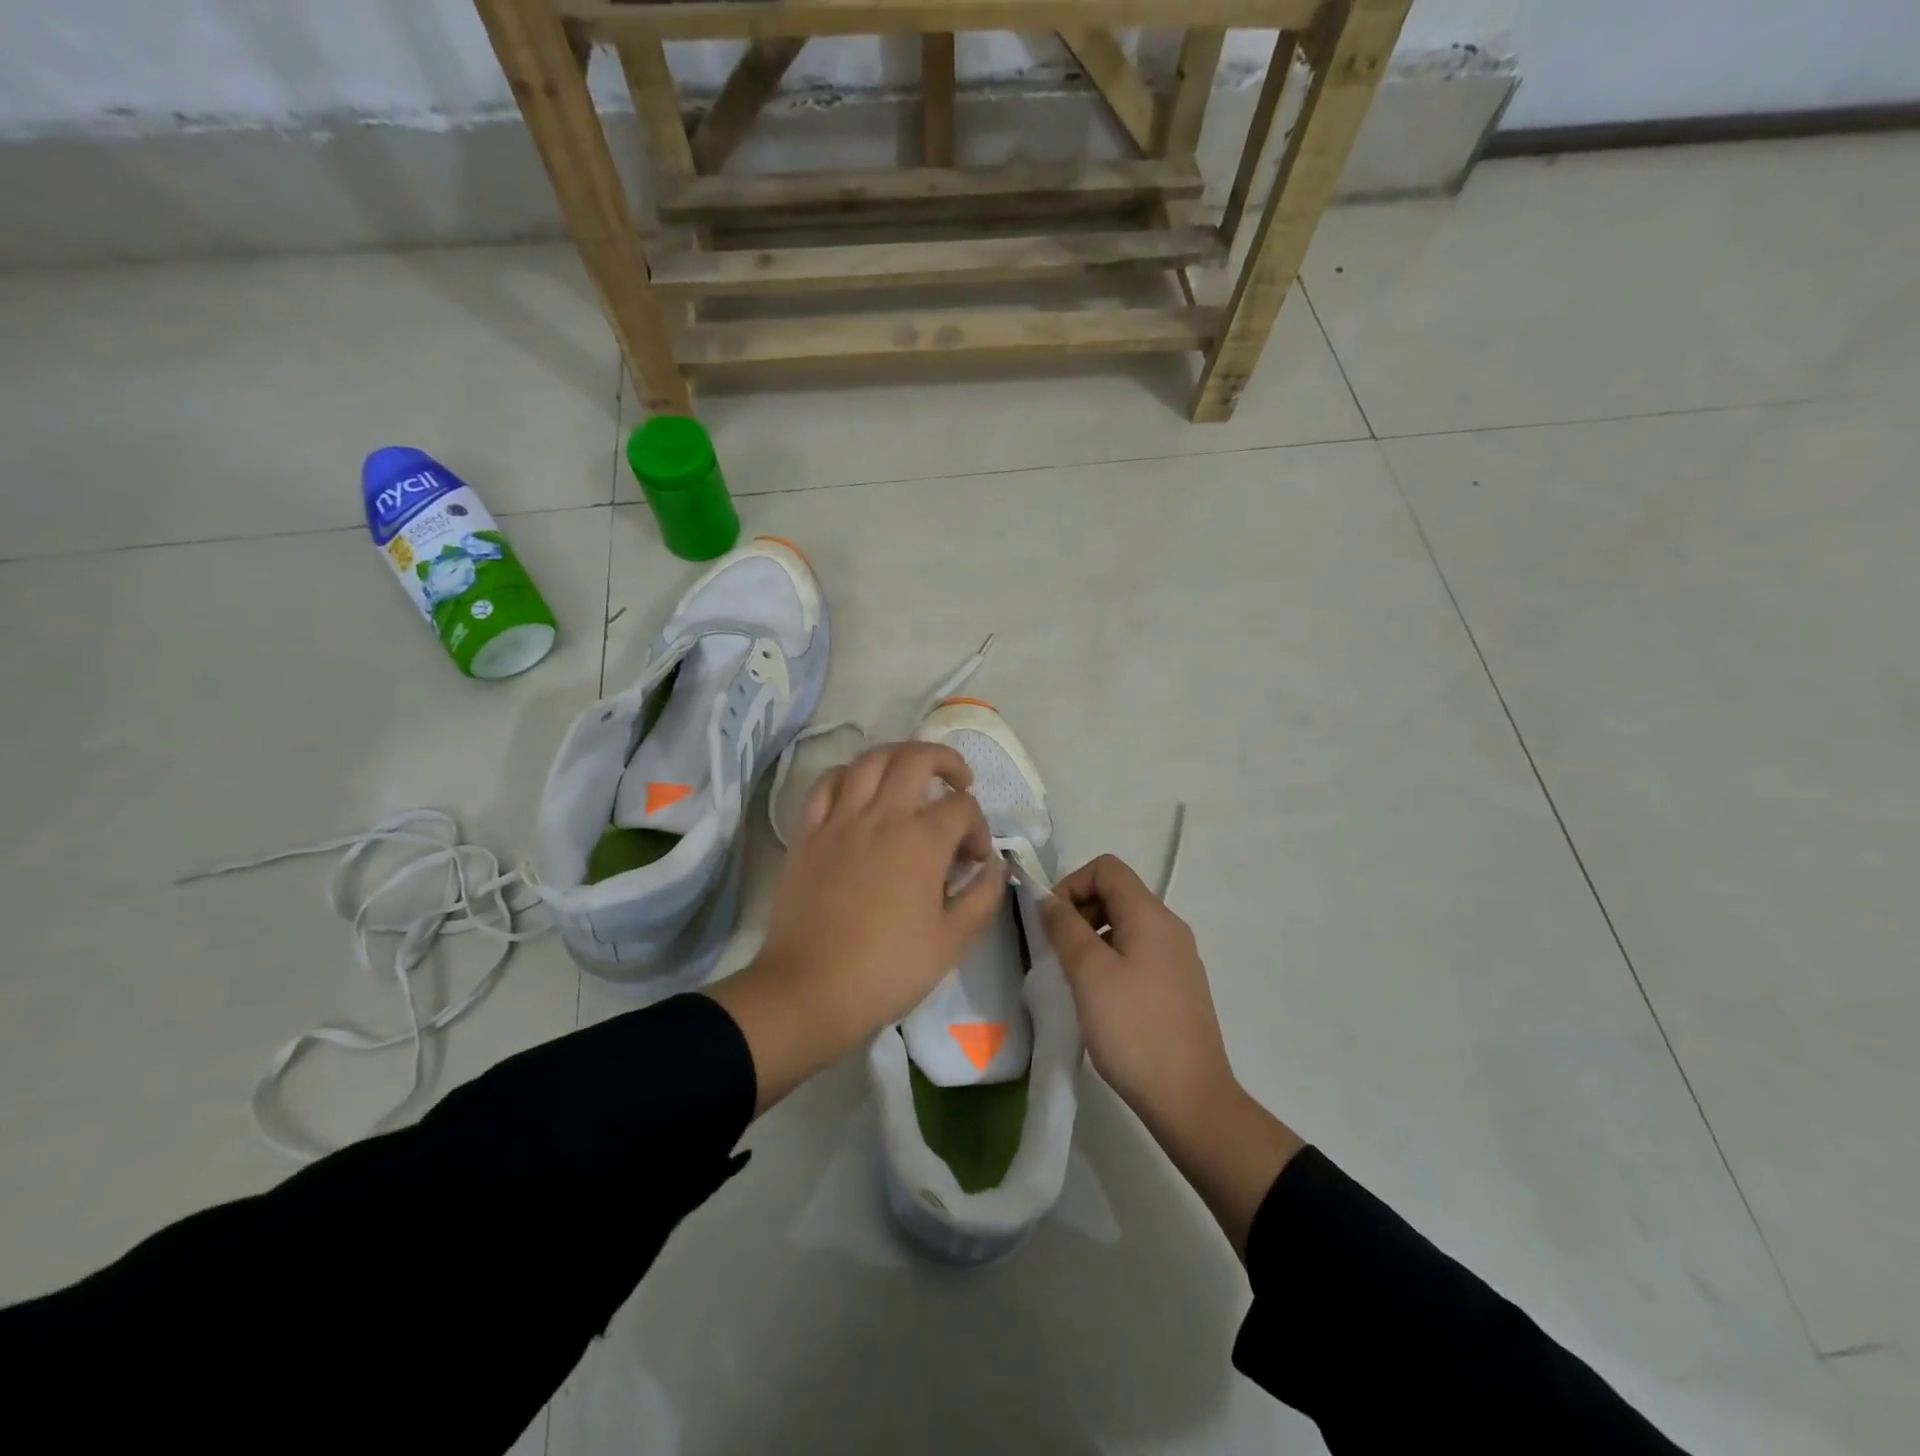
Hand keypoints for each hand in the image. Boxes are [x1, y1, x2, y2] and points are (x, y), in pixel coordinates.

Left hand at [707, 742, 1006, 1113]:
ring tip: (911, 774)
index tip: (975, 859)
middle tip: (959, 783)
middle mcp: (883, 816)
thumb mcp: (953, 941)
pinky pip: (827, 783)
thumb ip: (983, 896)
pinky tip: (859, 791)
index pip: (963, 808)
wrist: (811, 989)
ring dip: (898, 756)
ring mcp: (840, 819)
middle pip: (918, 759)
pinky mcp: (809, 832)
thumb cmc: (888, 969)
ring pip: (870, 759)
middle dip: (947, 762)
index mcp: (922, 841)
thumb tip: (996, 864)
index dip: (979, 827)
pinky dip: (849, 775)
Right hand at [1038, 854, 1301, 1253]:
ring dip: (1092, 937)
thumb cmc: (1134, 1030)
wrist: (1191, 1100)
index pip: (1107, 868)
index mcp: (1151, 916)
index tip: (1052, 923)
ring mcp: (1177, 958)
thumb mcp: (1089, 973)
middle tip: (1059, 951)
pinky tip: (1100, 998)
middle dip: (1080, 911)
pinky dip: (1111, 959)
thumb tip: (1048, 899)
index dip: (1072, 884)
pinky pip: (1137, 952)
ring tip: (1075, 978)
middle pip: (1117, 893)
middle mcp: (1169, 927)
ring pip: (1125, 924)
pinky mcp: (1177, 986)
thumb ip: (1064, 927)